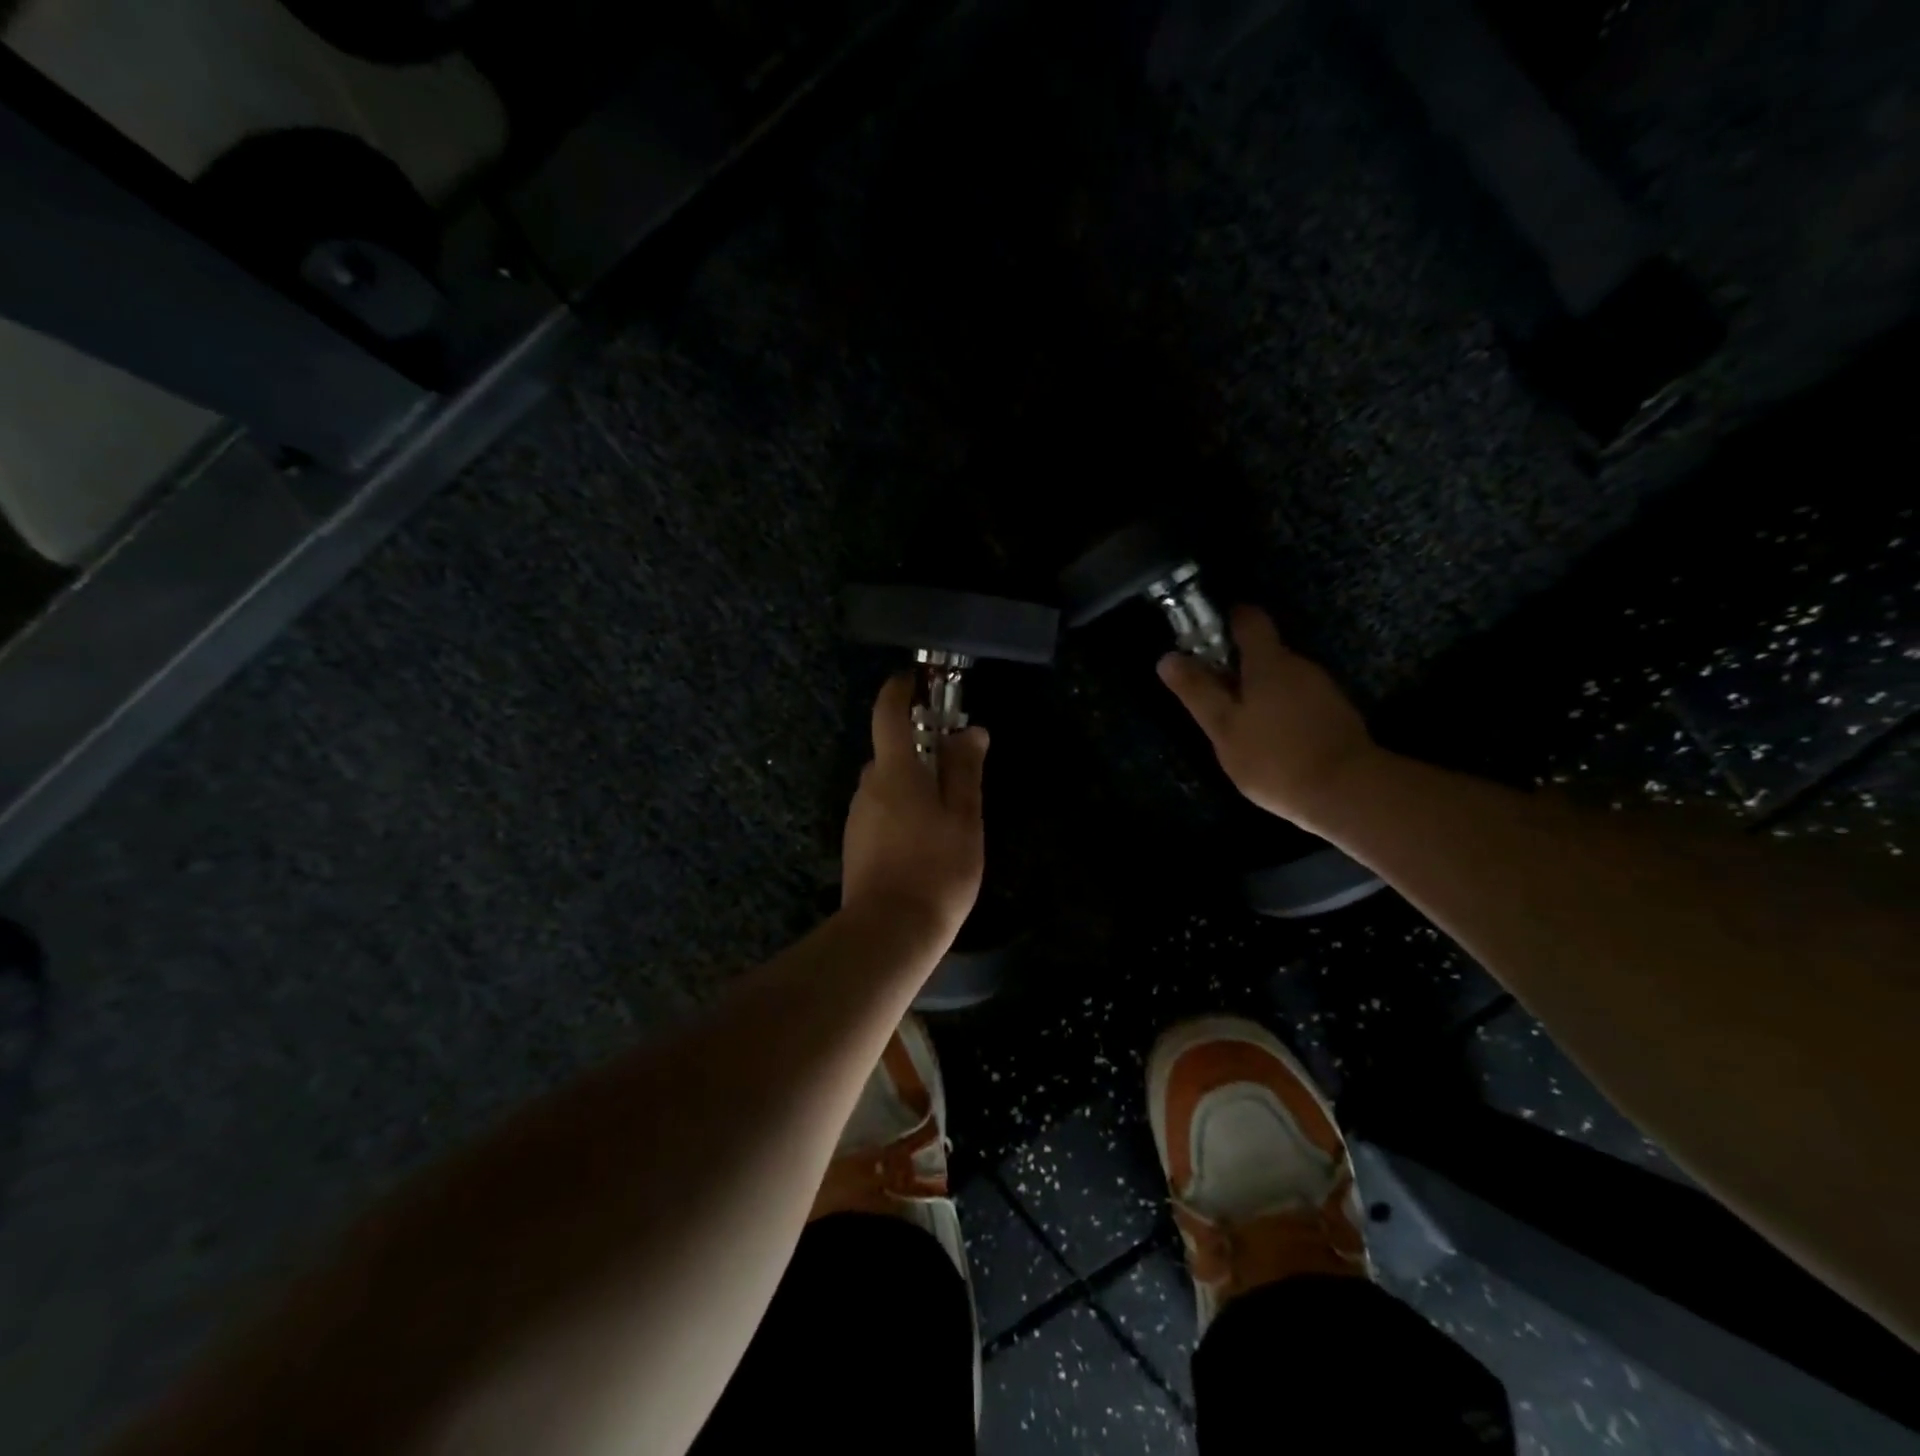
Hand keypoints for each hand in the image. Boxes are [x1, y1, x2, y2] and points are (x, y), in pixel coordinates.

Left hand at [841, 674, 988, 943]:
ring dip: (911, 783)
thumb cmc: (936, 868)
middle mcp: (868, 786)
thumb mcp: (964, 817)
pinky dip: (901, 809)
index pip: (887, 713)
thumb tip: (970, 731)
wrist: (890, 931)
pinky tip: (924, 840)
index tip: (914, 681)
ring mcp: (858, 816)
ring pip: (886, 784)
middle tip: (955, 765)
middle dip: (919, 748)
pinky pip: (880, 810)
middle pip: (890, 752)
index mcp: (895, 771)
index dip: (899, 690)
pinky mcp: (856, 843)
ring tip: (946, 812)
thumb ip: (965, 770)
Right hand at [1158, 606, 1381, 832]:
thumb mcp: (1223, 728)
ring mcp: (1323, 690)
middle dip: (1237, 667)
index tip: (1206, 637)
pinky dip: (1281, 712)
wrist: (1348, 793)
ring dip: (1259, 693)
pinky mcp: (1337, 715)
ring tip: (1241, 728)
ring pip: (1282, 679)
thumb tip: (1167, 657)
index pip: (1249, 619)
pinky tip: (1271, 742)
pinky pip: (1299, 701)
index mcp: (1269, 662)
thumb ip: (1197, 691)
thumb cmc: (1275, 757)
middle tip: (1214, 698)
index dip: (1227, 620)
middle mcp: (1299, 666)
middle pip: (1264, 652)